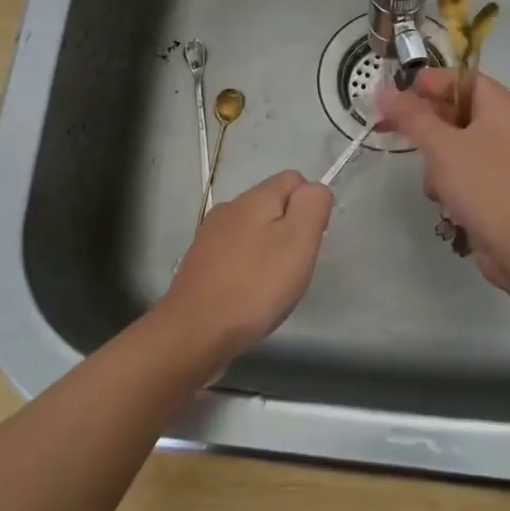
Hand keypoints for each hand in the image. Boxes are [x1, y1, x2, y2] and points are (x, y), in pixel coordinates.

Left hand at [160, 170, 333, 360]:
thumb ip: (312, 206)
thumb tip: (314, 189)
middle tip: (294, 268)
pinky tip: (249, 295)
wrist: (195, 331)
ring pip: (253, 230)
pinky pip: (235, 254)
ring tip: (272, 285)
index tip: (309, 241)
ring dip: (269, 250)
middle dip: (290, 230)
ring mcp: (210, 236)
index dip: (310, 206)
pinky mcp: (200, 263)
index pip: (294, 179)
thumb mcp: (298, 241)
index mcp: (254, 198)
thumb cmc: (255, 286)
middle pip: (273, 205)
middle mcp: (229, 208)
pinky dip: (248, 267)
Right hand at [377, 69, 509, 297]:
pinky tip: (445, 202)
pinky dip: (452, 182)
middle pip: (459, 112)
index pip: (462, 79)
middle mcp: (509, 127)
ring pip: (459, 145)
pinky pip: (468, 172)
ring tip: (433, 181)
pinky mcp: (502, 188)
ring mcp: (508, 160)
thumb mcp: (443, 147)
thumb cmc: (486, 185)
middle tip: (393, 130)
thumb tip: (384, 92)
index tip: (395, 96)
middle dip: (428, 125)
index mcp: (503, 107)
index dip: (428, 83)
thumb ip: (412, 117)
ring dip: (438, 161)